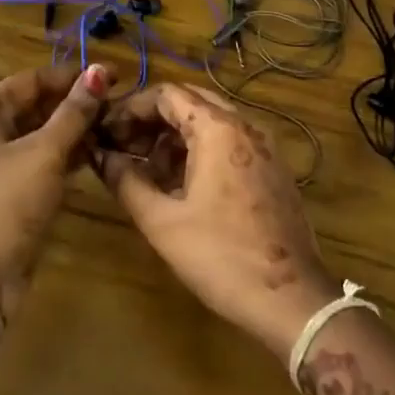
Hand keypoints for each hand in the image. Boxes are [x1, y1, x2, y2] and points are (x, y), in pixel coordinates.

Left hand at [0, 62, 112, 289]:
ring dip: (77, 129)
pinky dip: (71, 155)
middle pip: (38, 106)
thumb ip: (74, 112)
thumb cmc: (7, 200)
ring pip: (45, 136)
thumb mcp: (44, 150)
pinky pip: (48, 163)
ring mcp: (4, 166)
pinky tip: (100, 152)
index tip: (110, 74)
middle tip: (119, 100)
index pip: (32, 79)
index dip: (70, 75)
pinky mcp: (18, 194)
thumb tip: (99, 71)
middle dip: (76, 102)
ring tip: (116, 123)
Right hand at [95, 83, 339, 364]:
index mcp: (218, 128)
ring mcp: (264, 146)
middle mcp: (245, 125)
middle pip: (189, 101)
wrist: (292, 301)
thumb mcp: (162, 221)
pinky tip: (179, 185)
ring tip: (145, 171)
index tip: (106, 133)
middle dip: (151, 120)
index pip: (166, 93)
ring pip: (210, 122)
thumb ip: (126, 181)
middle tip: (122, 146)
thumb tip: (102, 157)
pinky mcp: (272, 169)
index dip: (130, 108)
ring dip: (174, 137)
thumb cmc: (221, 256)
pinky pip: (228, 142)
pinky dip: (199, 150)